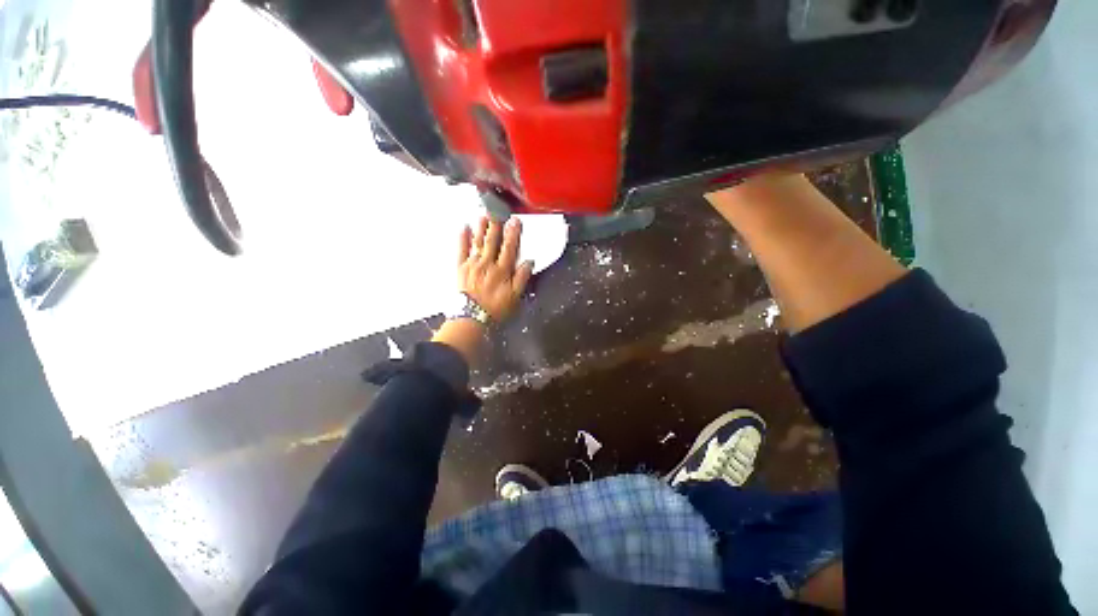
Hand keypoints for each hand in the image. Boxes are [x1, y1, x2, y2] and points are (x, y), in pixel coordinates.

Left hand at [433, 217, 533, 365]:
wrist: (472, 317)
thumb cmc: (495, 308)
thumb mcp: (515, 297)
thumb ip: (522, 278)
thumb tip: (529, 261)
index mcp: (502, 270)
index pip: (509, 248)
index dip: (513, 234)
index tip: (515, 221)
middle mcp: (488, 263)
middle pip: (493, 241)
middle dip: (497, 225)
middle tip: (499, 210)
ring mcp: (473, 264)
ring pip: (478, 242)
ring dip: (481, 227)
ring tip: (484, 214)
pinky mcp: (461, 268)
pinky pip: (461, 250)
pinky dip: (463, 238)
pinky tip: (464, 227)